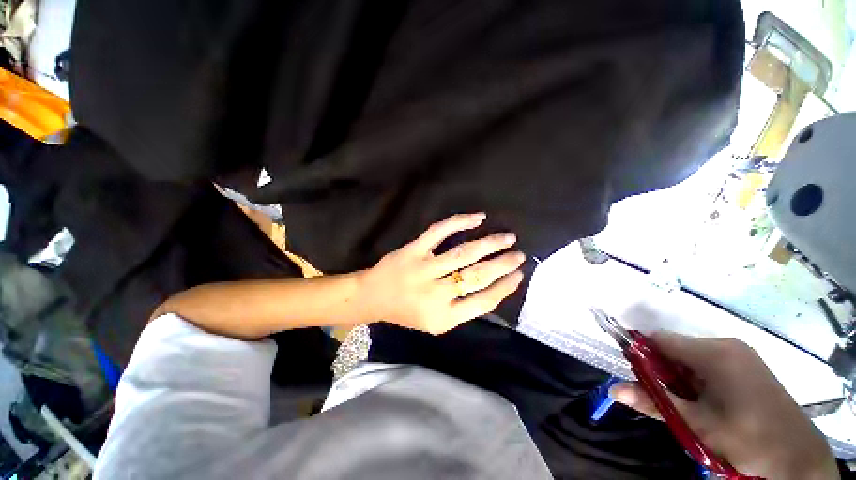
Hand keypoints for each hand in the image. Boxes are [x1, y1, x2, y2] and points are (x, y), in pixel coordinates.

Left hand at [358, 213, 524, 333]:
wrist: (373, 297)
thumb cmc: (407, 312)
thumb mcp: (436, 322)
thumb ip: (463, 309)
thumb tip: (494, 287)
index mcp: (443, 317)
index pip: (483, 302)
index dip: (505, 287)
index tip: (519, 275)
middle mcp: (434, 294)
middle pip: (476, 276)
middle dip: (503, 264)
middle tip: (519, 255)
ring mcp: (423, 268)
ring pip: (463, 253)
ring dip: (490, 243)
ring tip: (508, 237)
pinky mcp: (413, 250)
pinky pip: (439, 231)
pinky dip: (460, 222)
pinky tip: (478, 218)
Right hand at [610, 333, 838, 479]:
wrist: (797, 456)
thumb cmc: (747, 438)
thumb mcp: (696, 425)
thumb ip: (654, 402)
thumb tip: (613, 389)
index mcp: (714, 353)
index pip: (660, 340)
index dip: (644, 355)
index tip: (642, 380)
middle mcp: (726, 345)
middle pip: (676, 348)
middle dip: (666, 372)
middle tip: (672, 402)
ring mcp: (740, 353)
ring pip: (692, 357)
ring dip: (683, 379)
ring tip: (693, 407)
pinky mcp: (747, 363)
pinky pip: (710, 363)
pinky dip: (699, 380)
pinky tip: (710, 403)